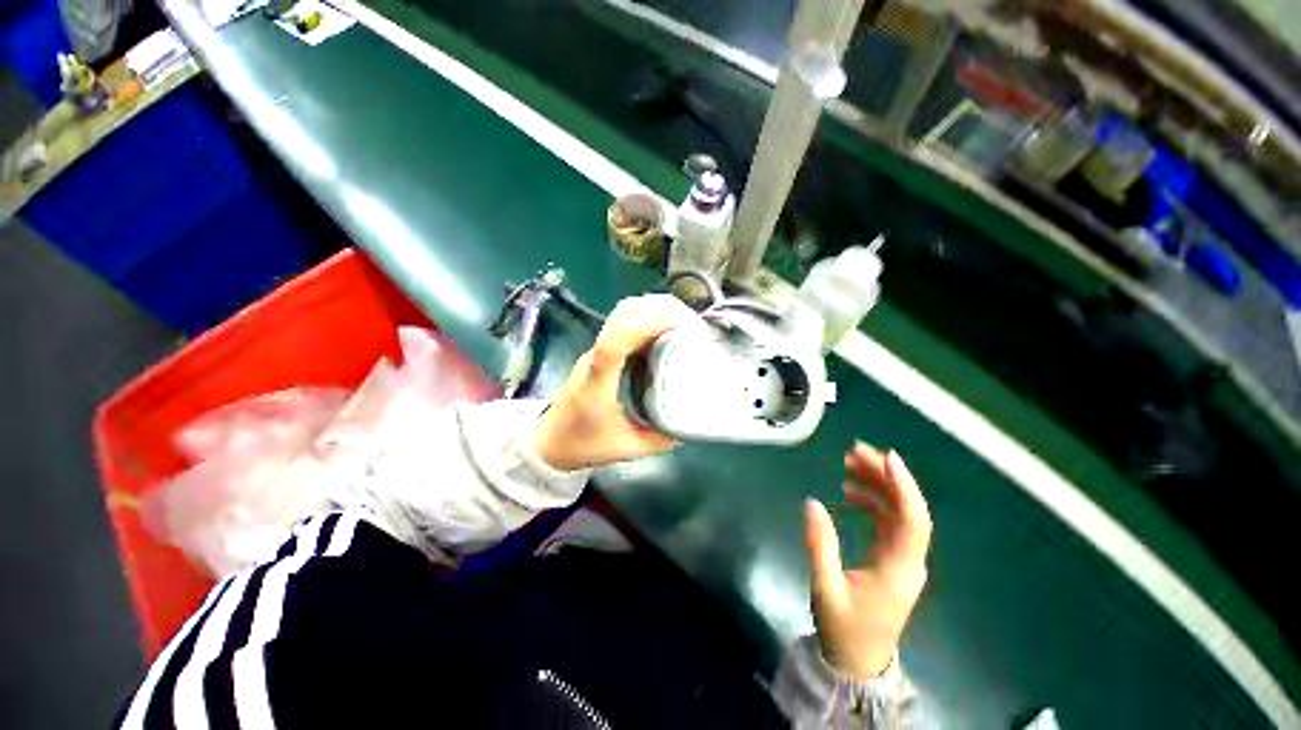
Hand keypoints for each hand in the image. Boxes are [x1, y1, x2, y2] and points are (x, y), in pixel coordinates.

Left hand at [534, 294, 702, 470]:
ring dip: (647, 312)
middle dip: (652, 311)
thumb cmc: (582, 445)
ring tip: (676, 321)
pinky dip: (641, 320)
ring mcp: (593, 354)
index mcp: (596, 384)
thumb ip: (657, 440)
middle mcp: (593, 361)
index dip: (641, 328)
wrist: (548, 442)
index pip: (612, 345)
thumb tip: (685, 429)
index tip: (674, 324)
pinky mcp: (597, 355)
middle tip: (684, 319)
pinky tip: (660, 331)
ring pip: (617, 318)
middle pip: (616, 319)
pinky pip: (619, 327)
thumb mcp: (625, 449)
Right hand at [803, 443, 931, 678]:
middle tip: (855, 451)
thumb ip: (819, 544)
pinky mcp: (890, 560)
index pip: (913, 520)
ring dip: (877, 485)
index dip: (903, 486)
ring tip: (849, 463)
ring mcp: (901, 560)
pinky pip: (887, 522)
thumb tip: (812, 502)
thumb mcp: (825, 587)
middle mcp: (908, 560)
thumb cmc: (843, 628)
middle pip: (906, 509)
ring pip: (896, 513)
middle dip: (885, 476)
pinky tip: (850, 492)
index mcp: (899, 568)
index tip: (886, 457)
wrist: (857, 663)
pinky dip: (871, 502)